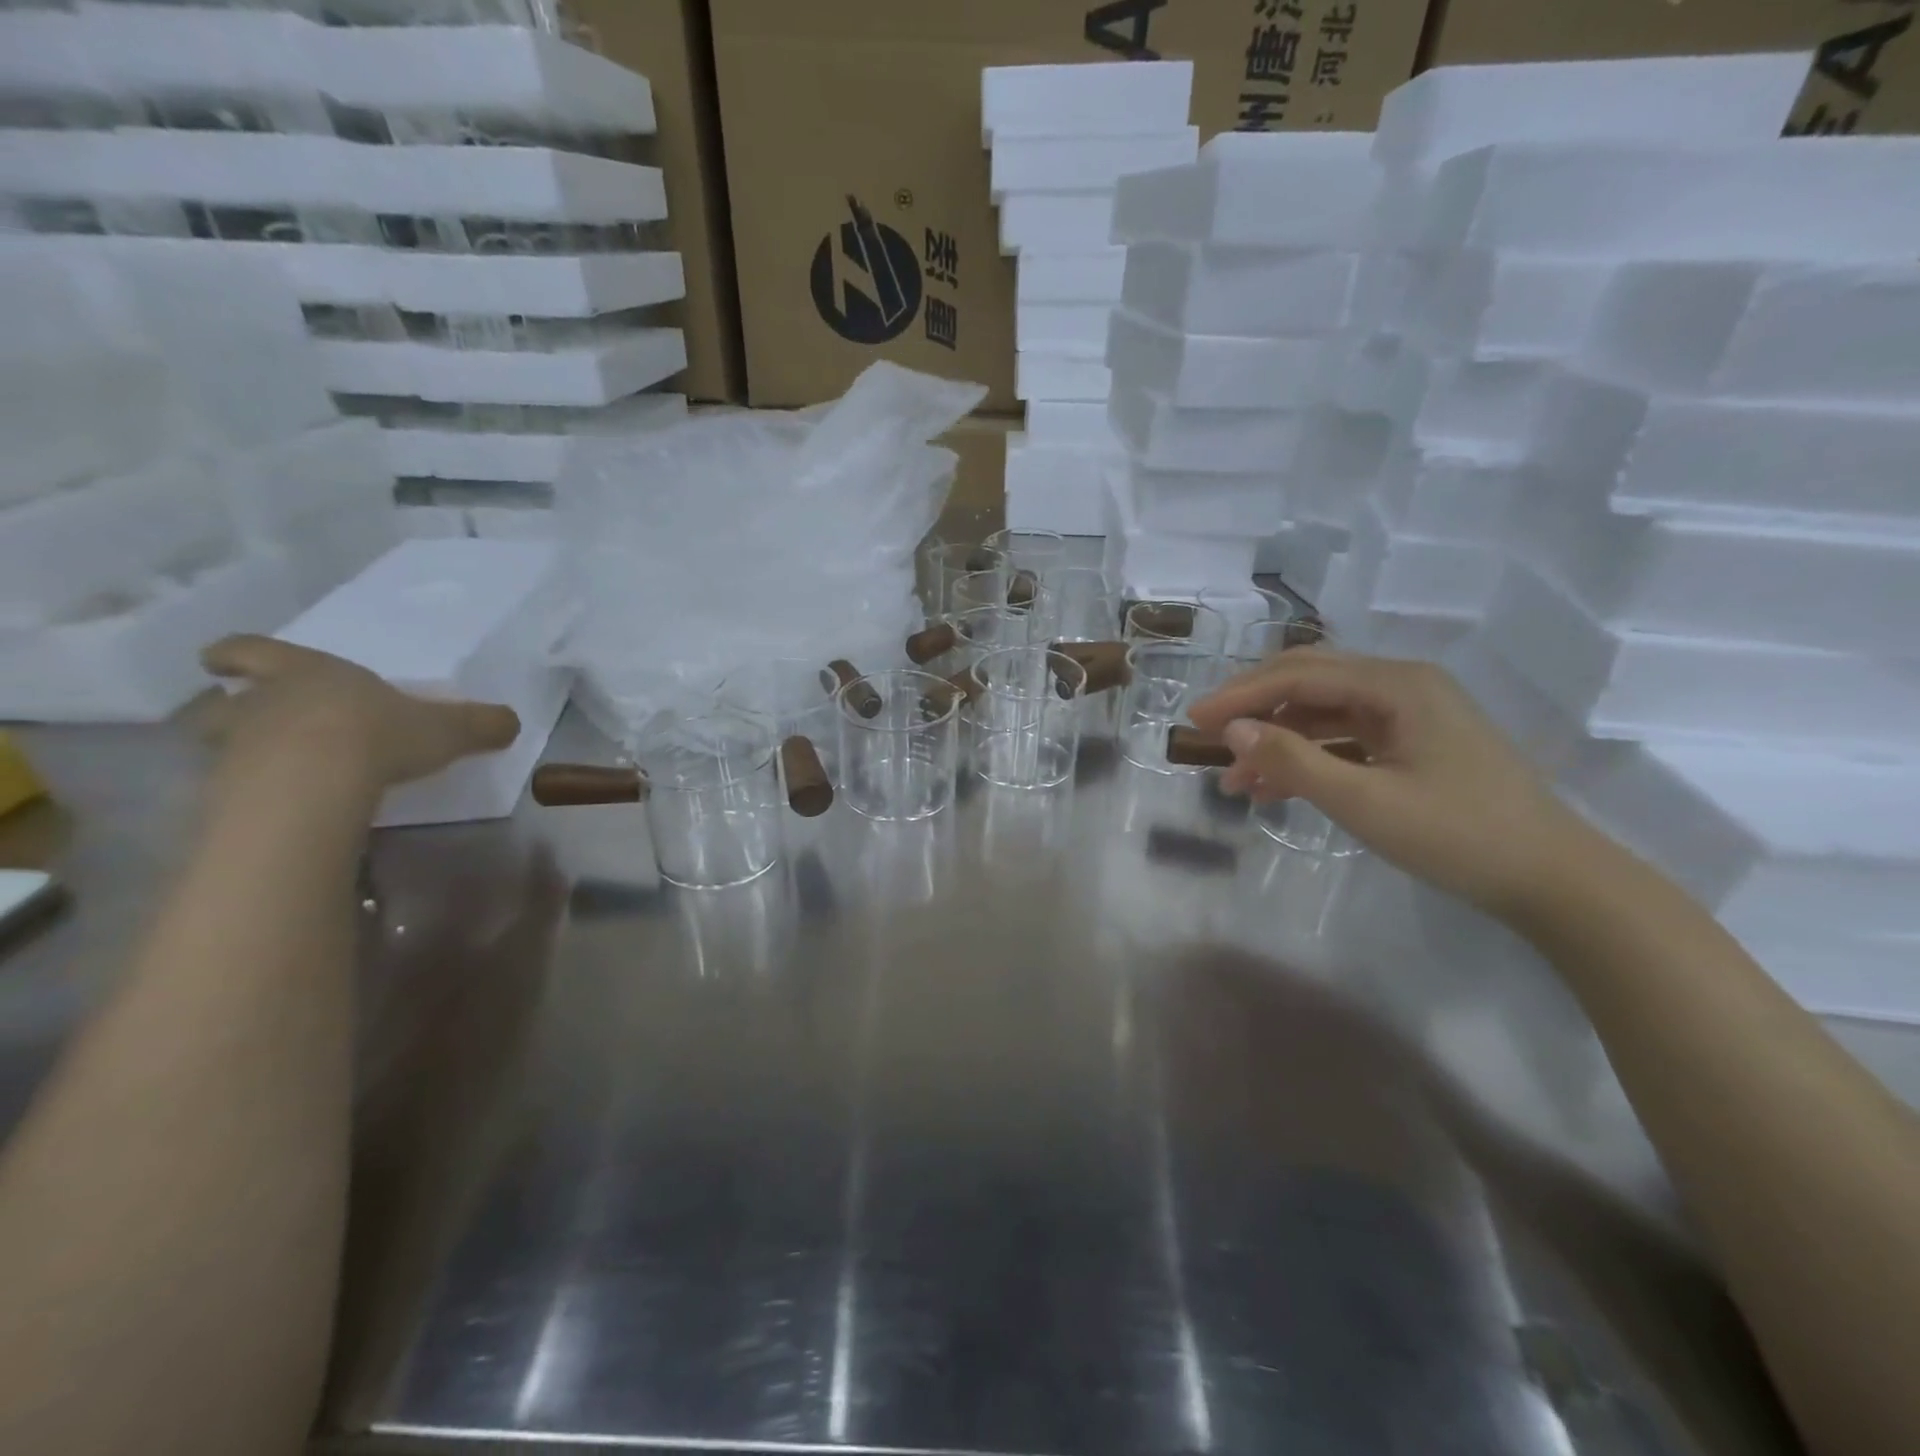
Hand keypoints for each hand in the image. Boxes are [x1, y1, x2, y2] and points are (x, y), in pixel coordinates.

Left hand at [200, 636, 520, 792]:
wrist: (316, 782)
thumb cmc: (379, 734)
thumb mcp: (445, 728)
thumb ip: (477, 724)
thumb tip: (511, 722)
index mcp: (308, 672)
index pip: (253, 650)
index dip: (240, 655)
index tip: (221, 661)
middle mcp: (262, 702)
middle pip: (221, 699)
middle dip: (231, 707)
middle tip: (249, 720)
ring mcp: (236, 747)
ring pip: (218, 743)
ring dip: (238, 751)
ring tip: (266, 769)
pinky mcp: (226, 790)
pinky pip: (231, 787)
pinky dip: (247, 793)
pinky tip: (277, 806)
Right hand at [1187, 650, 1601, 919]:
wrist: (1552, 880)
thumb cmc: (1458, 836)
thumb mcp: (1365, 802)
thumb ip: (1293, 761)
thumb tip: (1232, 730)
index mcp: (1397, 684)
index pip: (1298, 676)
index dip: (1240, 695)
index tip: (1193, 720)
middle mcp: (1402, 685)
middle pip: (1308, 682)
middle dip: (1253, 708)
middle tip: (1206, 735)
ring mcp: (1410, 714)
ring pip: (1322, 712)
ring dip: (1276, 740)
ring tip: (1234, 781)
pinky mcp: (1413, 743)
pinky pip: (1344, 738)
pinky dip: (1307, 758)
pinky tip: (1276, 788)